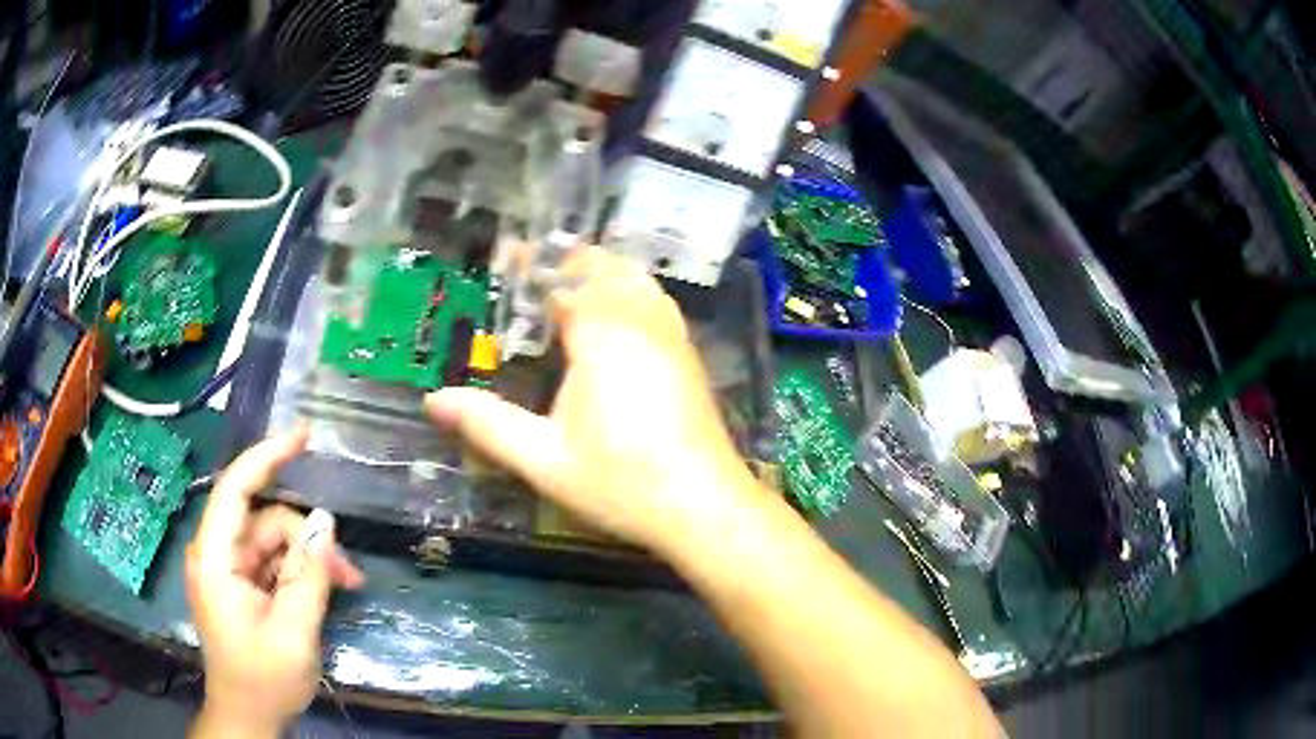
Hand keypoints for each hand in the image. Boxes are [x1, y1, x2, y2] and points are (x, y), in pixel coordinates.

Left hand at [186, 427, 363, 736]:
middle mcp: (216, 554)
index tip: (304, 435)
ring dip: (308, 559)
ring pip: (273, 542)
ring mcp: (228, 570)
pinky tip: (326, 590)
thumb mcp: (293, 632)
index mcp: (215, 559)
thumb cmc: (264, 680)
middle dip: (306, 539)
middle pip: (264, 521)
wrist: (249, 717)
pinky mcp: (240, 585)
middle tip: (348, 573)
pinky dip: (299, 572)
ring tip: (345, 585)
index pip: (235, 489)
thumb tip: (324, 521)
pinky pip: (272, 563)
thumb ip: (307, 575)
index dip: (268, 456)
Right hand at [426, 249, 762, 555]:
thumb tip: (432, 400)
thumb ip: (487, 424)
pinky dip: (629, 293)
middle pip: (606, 268)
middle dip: (568, 261)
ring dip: (603, 274)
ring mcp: (672, 337)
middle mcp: (642, 321)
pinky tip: (615, 322)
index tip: (507, 256)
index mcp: (603, 334)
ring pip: (637, 281)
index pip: (564, 278)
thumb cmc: (621, 482)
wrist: (704, 506)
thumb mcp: (544, 459)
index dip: (533, 265)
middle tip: (532, 274)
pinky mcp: (689, 356)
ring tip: (568, 288)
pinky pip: (655, 303)